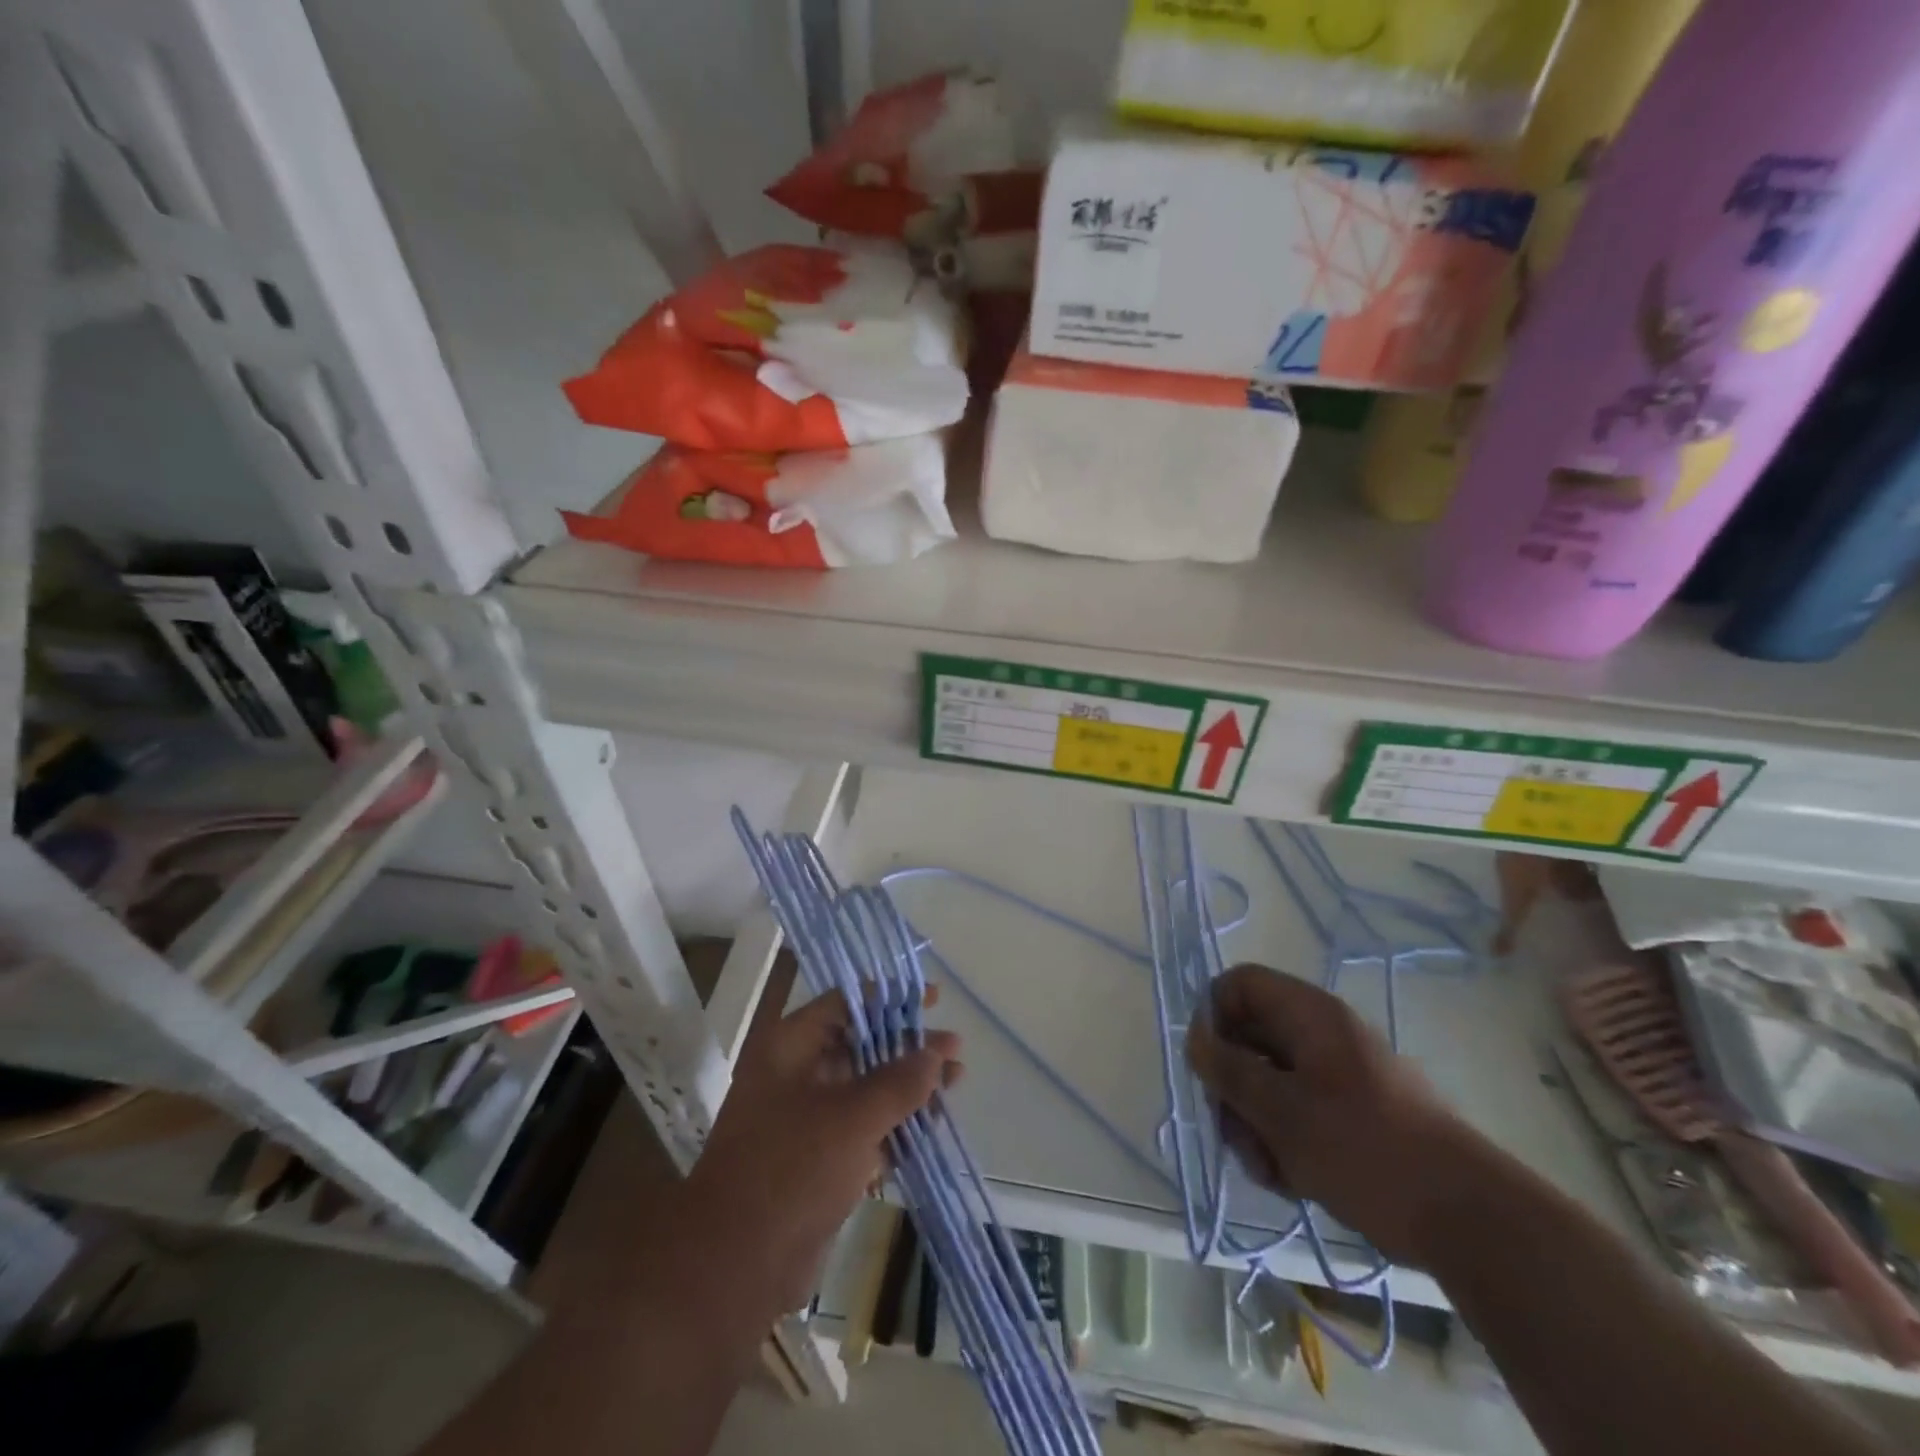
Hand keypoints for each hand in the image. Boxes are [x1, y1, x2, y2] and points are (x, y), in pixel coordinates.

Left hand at [681, 992, 961, 1319]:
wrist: (735, 1267)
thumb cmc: (790, 1171)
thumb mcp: (852, 1118)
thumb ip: (899, 1081)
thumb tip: (936, 1052)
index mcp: (791, 1047)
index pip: (846, 1004)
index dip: (890, 999)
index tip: (932, 1000)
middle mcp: (797, 1073)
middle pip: (861, 1045)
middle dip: (909, 1046)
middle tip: (955, 1048)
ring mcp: (807, 1118)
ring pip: (867, 1088)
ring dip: (909, 1085)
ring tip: (957, 1081)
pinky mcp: (819, 1158)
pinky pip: (865, 1127)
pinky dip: (897, 1123)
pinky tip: (934, 1123)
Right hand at [1185, 964, 1490, 1264]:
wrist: (1468, 1219)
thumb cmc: (1364, 1149)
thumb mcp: (1280, 1111)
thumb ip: (1228, 1070)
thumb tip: (1195, 1037)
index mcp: (1308, 1014)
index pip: (1238, 985)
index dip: (1212, 1017)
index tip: (1207, 1068)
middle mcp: (1322, 1034)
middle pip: (1249, 1038)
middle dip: (1233, 1088)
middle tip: (1235, 1133)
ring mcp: (1340, 1074)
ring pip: (1270, 1082)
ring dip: (1256, 1124)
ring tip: (1270, 1169)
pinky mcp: (1354, 1113)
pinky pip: (1299, 1112)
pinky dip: (1286, 1142)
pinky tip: (1293, 1181)